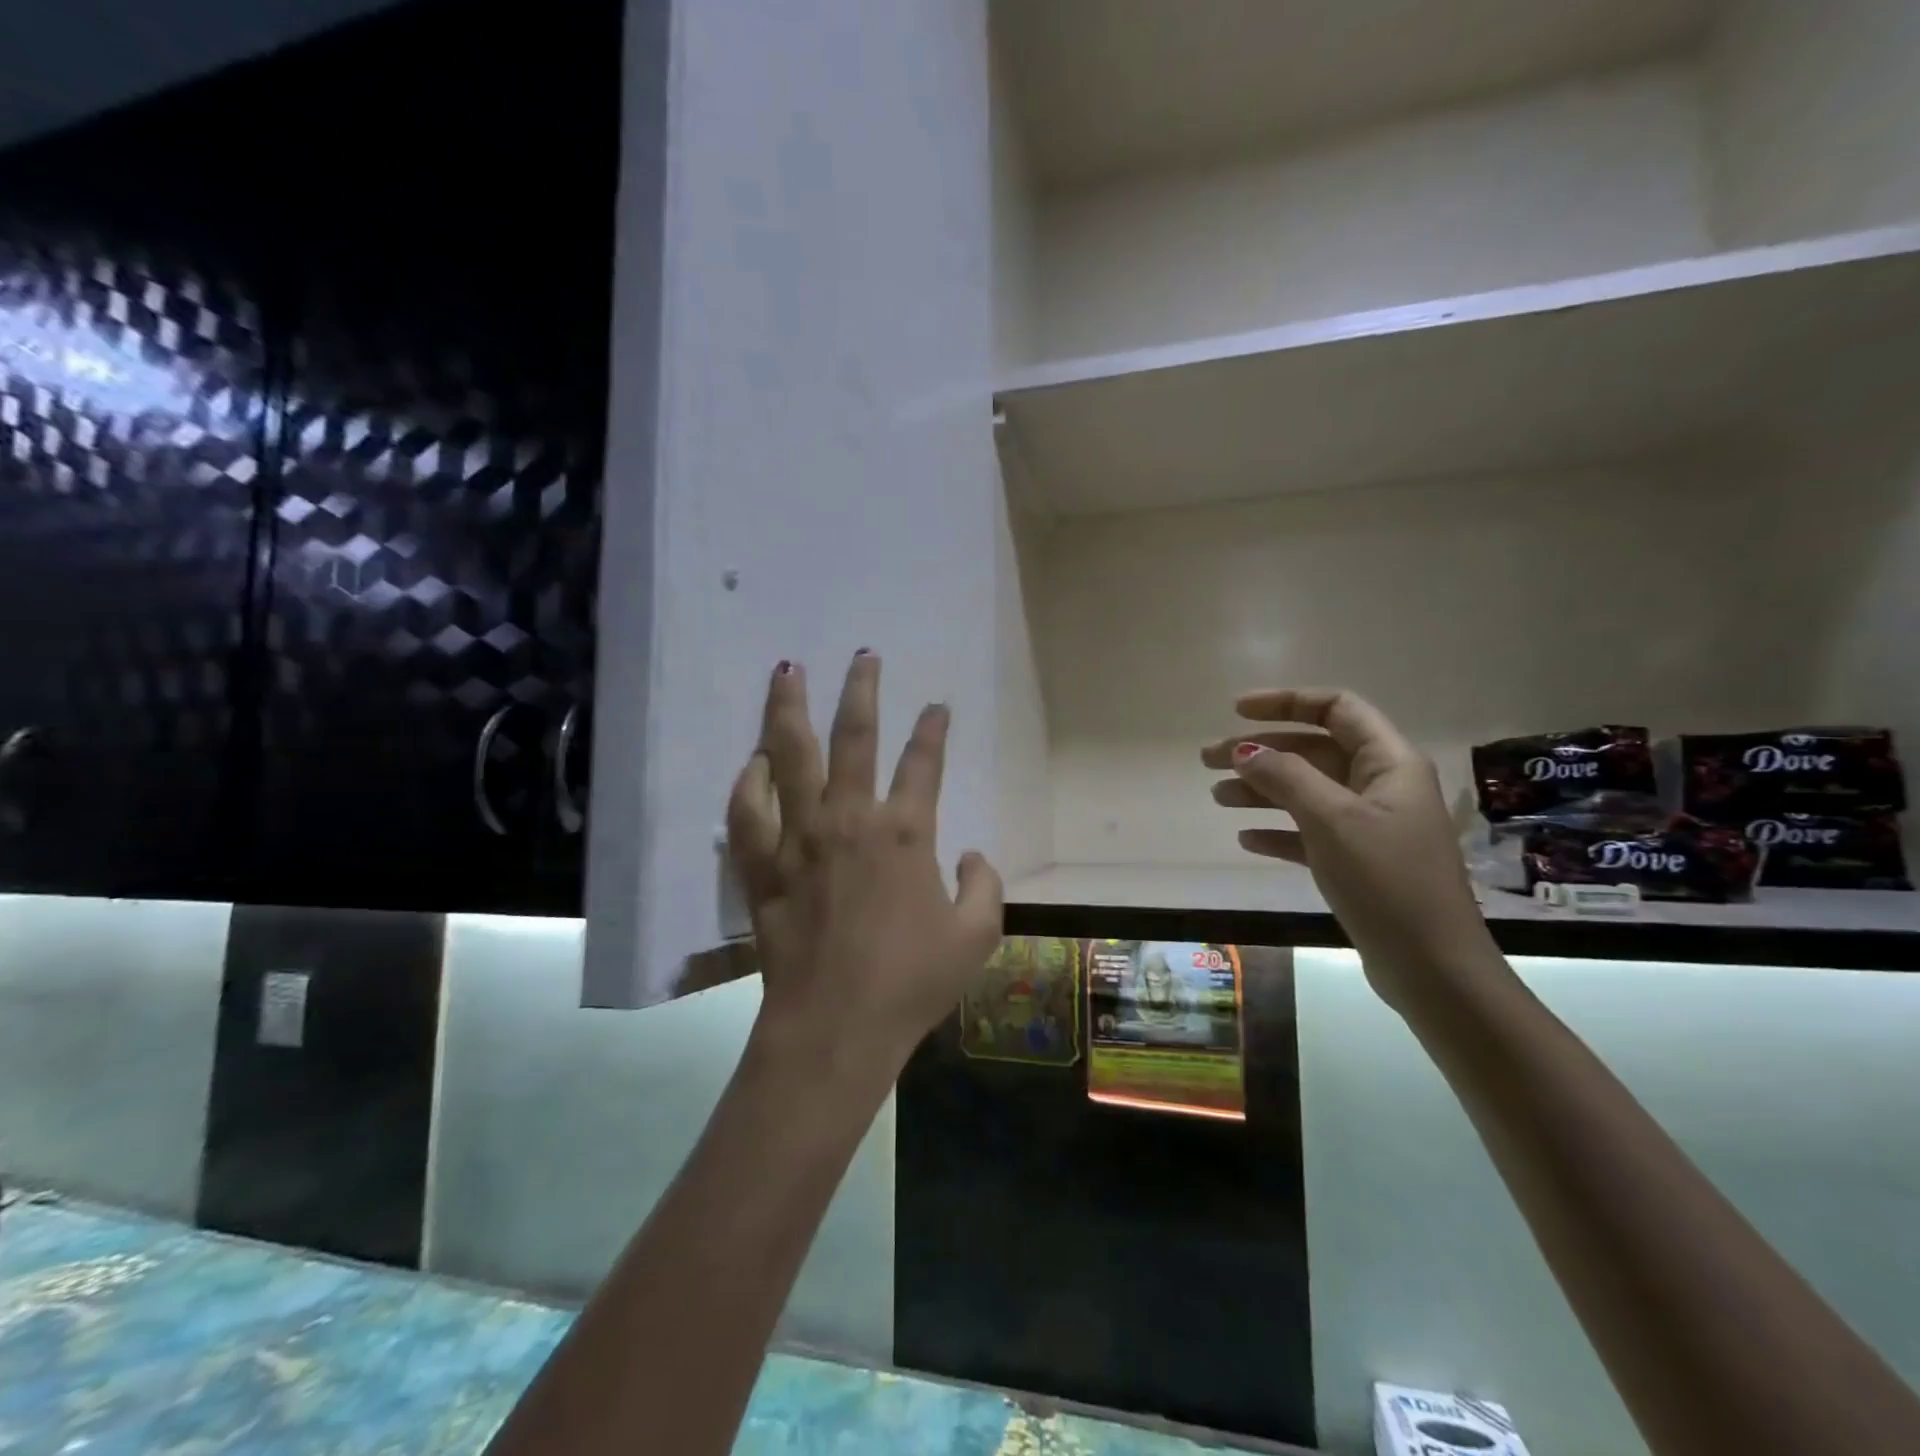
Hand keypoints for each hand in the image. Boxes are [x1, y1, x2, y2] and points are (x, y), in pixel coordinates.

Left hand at [727, 653, 1002, 1079]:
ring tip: (786, 671)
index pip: (924, 764)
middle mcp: (849, 820)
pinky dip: (748, 783)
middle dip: (861, 690)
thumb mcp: (976, 937)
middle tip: (862, 656)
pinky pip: (747, 812)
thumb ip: (984, 885)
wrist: (835, 1026)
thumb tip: (973, 855)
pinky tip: (751, 763)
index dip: (934, 731)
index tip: (937, 707)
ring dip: (789, 709)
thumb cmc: (911, 982)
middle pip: (854, 736)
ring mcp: (799, 839)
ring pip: (790, 757)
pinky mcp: (762, 866)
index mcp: (904, 833)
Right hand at [1203, 687, 1499, 1014]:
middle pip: (1312, 750)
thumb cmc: (1386, 879)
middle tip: (1208, 759)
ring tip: (1217, 797)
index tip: (1237, 712)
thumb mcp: (1331, 819)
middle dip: (1260, 751)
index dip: (1286, 702)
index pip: (1336, 709)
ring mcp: (1370, 825)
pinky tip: (1246, 840)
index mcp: (1388, 762)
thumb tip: (1246, 751)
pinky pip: (1309, 832)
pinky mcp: (1358, 861)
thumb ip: (1286, 777)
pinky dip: (1277, 830)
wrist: (1430, 965)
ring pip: (1306, 791)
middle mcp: (1381, 785)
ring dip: (1261, 789)